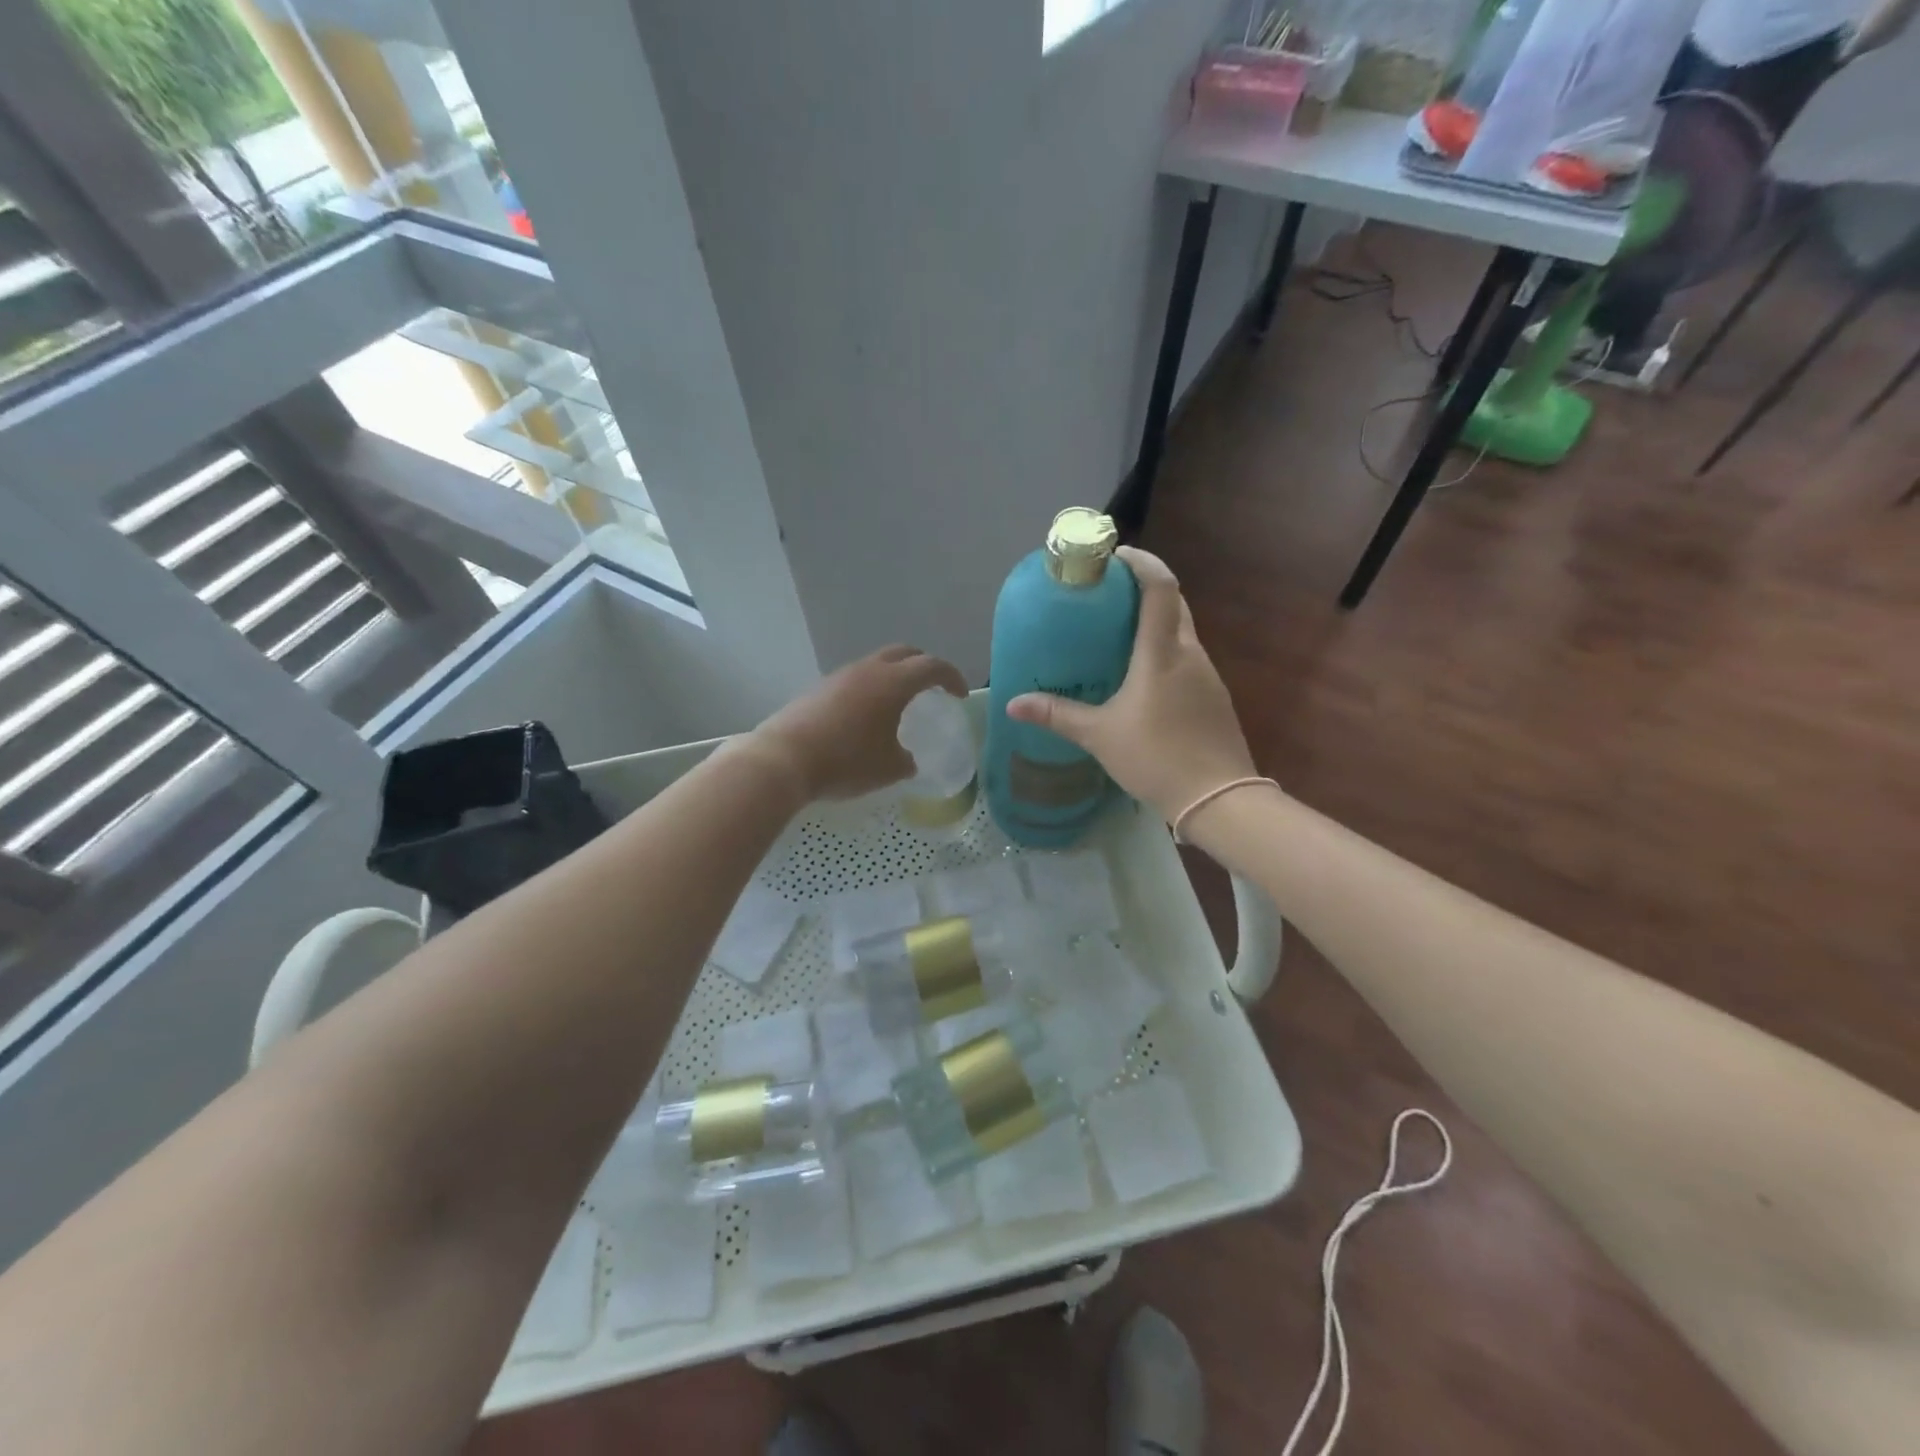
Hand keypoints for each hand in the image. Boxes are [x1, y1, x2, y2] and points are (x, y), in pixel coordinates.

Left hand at [751, 646, 968, 801]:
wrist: (784, 760)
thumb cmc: (847, 762)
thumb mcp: (888, 768)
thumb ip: (905, 760)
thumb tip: (906, 758)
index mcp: (893, 682)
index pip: (932, 667)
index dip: (951, 677)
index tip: (959, 694)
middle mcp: (868, 670)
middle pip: (904, 653)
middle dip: (923, 665)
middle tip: (933, 686)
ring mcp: (840, 676)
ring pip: (876, 664)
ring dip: (893, 676)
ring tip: (899, 703)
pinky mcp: (819, 689)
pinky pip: (855, 680)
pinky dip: (870, 689)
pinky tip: (866, 716)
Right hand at [1007, 548, 1257, 823]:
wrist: (1219, 799)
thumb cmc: (1156, 757)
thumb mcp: (1099, 736)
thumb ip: (1057, 715)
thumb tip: (1012, 703)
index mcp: (1162, 653)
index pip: (1160, 587)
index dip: (1141, 562)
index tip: (1114, 556)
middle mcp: (1190, 653)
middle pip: (1174, 603)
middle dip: (1144, 589)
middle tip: (1108, 595)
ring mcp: (1208, 675)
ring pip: (1182, 632)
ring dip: (1155, 622)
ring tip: (1118, 634)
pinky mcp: (1214, 697)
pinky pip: (1187, 658)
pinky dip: (1165, 651)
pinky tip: (1144, 677)